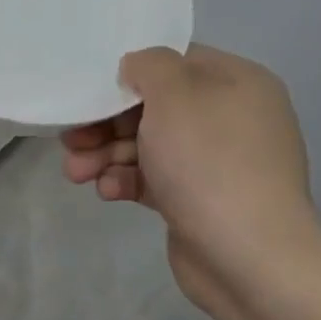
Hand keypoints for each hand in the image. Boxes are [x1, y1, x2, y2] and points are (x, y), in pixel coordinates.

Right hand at [61, 46, 320, 319]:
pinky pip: (153, 179)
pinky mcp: (197, 200)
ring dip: (106, 155)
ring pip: (147, 146)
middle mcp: (230, 118)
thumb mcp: (174, 95)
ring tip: (76, 172)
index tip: (93, 92)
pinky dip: (126, 181)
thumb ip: (149, 66)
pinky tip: (107, 192)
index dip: (130, 73)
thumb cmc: (209, 162)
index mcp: (236, 84)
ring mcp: (215, 163)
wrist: (248, 257)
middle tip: (72, 139)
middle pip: (153, 108)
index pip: (175, 63)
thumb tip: (136, 68)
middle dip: (106, 123)